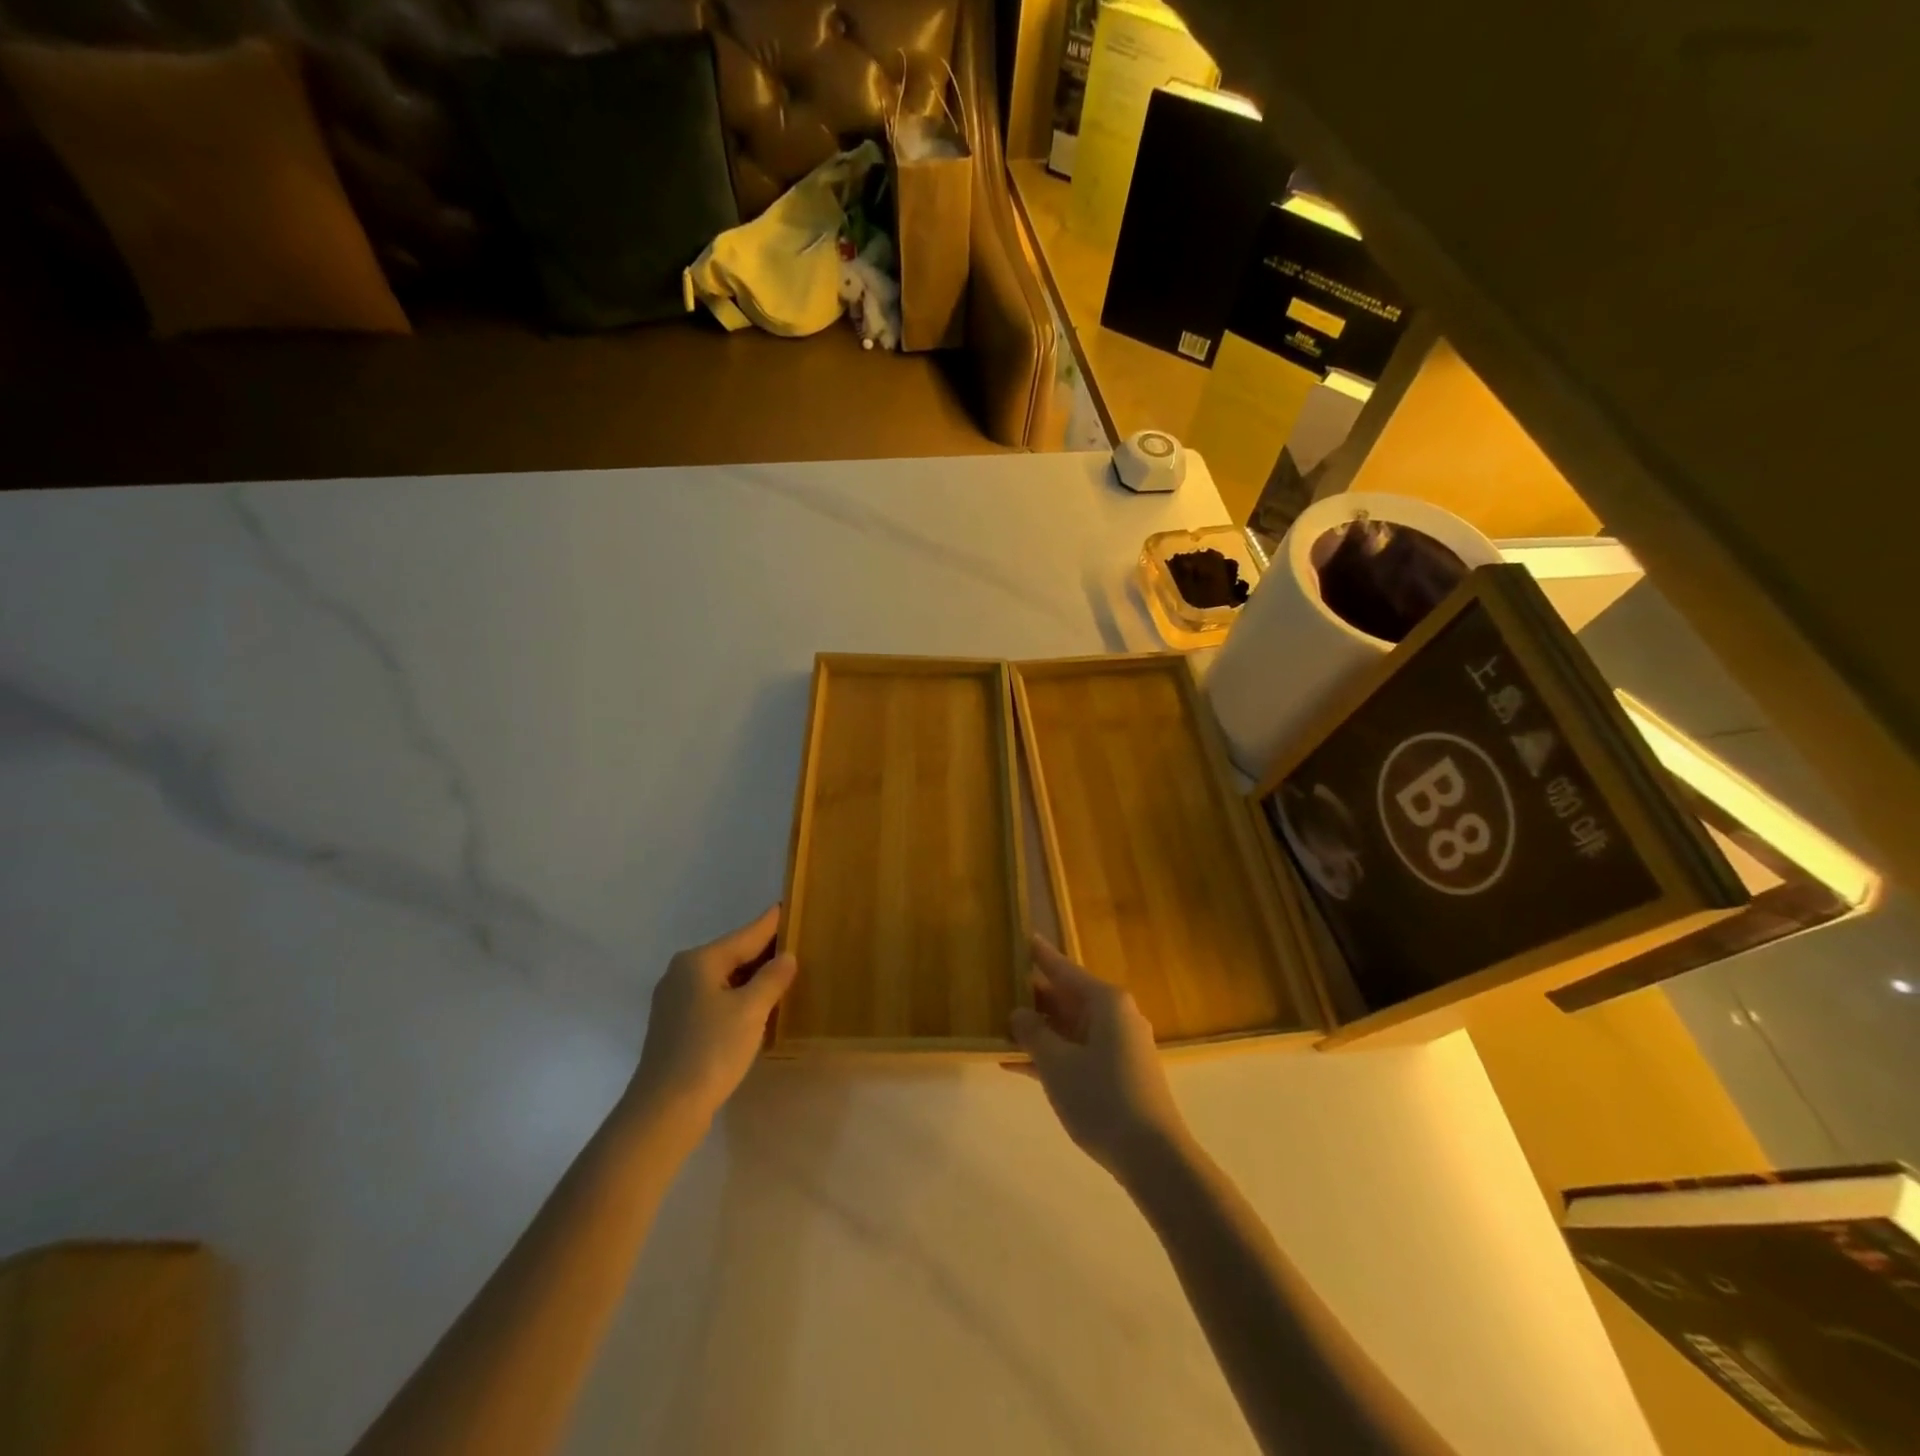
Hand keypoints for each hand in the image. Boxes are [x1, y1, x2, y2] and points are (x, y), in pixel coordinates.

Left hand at [627, 905, 798, 1129]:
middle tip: (797, 943)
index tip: (788, 905)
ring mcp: (675, 1000)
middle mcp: (682, 972)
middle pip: (733, 954)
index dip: (771, 923)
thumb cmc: (711, 1050)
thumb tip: (787, 957)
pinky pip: (715, 999)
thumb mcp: (751, 1011)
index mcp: (699, 961)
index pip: (746, 934)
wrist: (665, 1109)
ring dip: (752, 978)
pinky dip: (738, 997)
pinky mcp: (676, 1026)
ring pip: (723, 978)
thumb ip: (772, 979)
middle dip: (764, 952)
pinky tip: (757, 1006)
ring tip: (784, 974)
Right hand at [1009, 936, 1187, 1178]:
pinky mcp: (1117, 1073)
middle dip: (1033, 996)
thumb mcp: (1057, 1064)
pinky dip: (1050, 1055)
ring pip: (1069, 1027)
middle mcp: (1115, 1015)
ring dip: (1038, 1029)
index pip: (1063, 968)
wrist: (1153, 1157)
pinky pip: (1076, 1052)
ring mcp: (1118, 1046)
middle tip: (998, 986)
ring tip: (998, 1025)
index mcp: (1105, 1001)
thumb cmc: (1102, 1098)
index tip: (1022, 936)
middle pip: (1067, 997)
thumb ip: (1033, 1033)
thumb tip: (1019, 1013)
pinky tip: (1016, 1063)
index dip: (1039, 955)